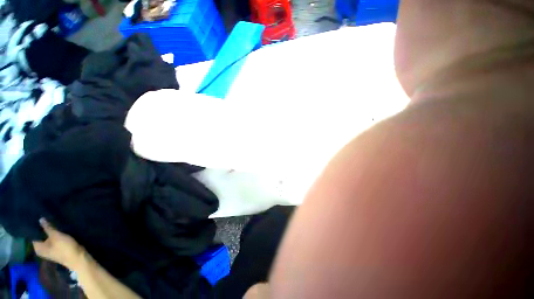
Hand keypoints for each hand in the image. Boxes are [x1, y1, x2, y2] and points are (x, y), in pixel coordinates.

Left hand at [33, 218, 84, 270]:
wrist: (78, 258)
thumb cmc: (64, 248)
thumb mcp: (56, 236)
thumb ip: (48, 227)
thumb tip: (40, 219)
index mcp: (37, 247)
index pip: (33, 235)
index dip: (36, 226)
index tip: (38, 218)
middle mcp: (41, 249)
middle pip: (41, 237)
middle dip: (44, 229)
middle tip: (46, 218)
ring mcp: (50, 250)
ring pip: (48, 238)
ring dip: (50, 232)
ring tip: (53, 222)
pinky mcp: (57, 249)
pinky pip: (53, 240)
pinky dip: (55, 235)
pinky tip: (59, 230)